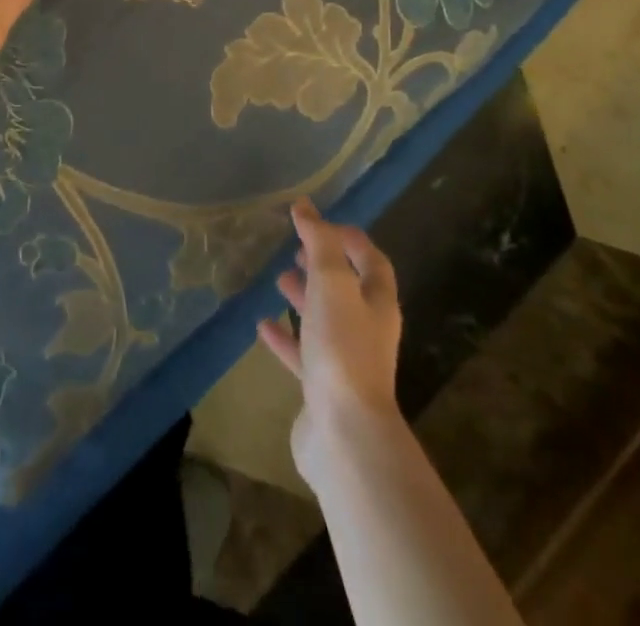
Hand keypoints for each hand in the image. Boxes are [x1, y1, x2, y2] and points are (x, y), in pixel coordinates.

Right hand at [257, 199, 403, 490]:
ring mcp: (346, 361)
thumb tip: (305, 206)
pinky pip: (303, 354)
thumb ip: (319, 242)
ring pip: (324, 320)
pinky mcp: (323, 388)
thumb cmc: (343, 347)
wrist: (344, 433)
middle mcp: (367, 330)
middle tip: (294, 250)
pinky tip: (262, 325)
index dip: (350, 239)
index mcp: (378, 303)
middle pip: (347, 290)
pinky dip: (285, 337)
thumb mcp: (331, 283)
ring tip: (277, 279)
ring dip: (303, 298)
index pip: (372, 261)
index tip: (321, 222)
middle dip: (322, 267)